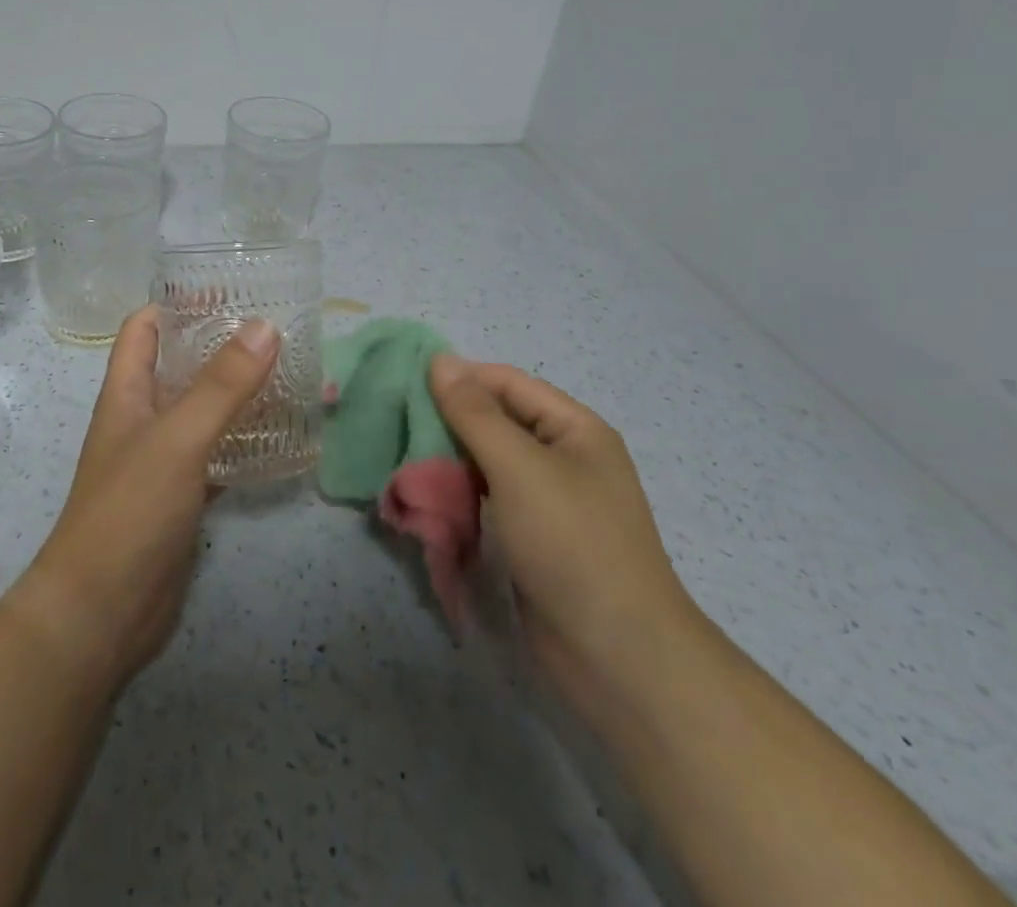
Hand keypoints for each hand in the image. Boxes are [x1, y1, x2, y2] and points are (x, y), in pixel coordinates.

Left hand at [7, 305, 279, 693]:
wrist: (100, 613)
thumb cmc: (129, 510)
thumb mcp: (178, 438)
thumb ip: (222, 385)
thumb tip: (265, 326)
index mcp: (127, 392)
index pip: (145, 328)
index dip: (178, 303)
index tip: (228, 291)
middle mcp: (142, 418)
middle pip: (180, 366)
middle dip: (221, 346)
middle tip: (276, 330)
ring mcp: (162, 459)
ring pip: (202, 410)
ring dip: (238, 392)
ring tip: (289, 373)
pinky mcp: (182, 496)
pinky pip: (216, 452)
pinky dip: (244, 440)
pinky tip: (281, 436)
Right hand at [428, 357, 705, 715]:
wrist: (618, 657)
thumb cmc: (571, 544)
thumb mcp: (519, 467)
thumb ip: (474, 412)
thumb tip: (440, 359)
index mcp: (574, 428)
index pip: (506, 382)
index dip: (459, 379)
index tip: (405, 386)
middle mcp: (564, 456)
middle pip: (497, 420)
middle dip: (449, 422)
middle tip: (399, 429)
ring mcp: (549, 500)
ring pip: (489, 462)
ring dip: (450, 460)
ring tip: (407, 464)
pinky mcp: (534, 538)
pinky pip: (490, 499)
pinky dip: (461, 495)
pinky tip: (430, 499)